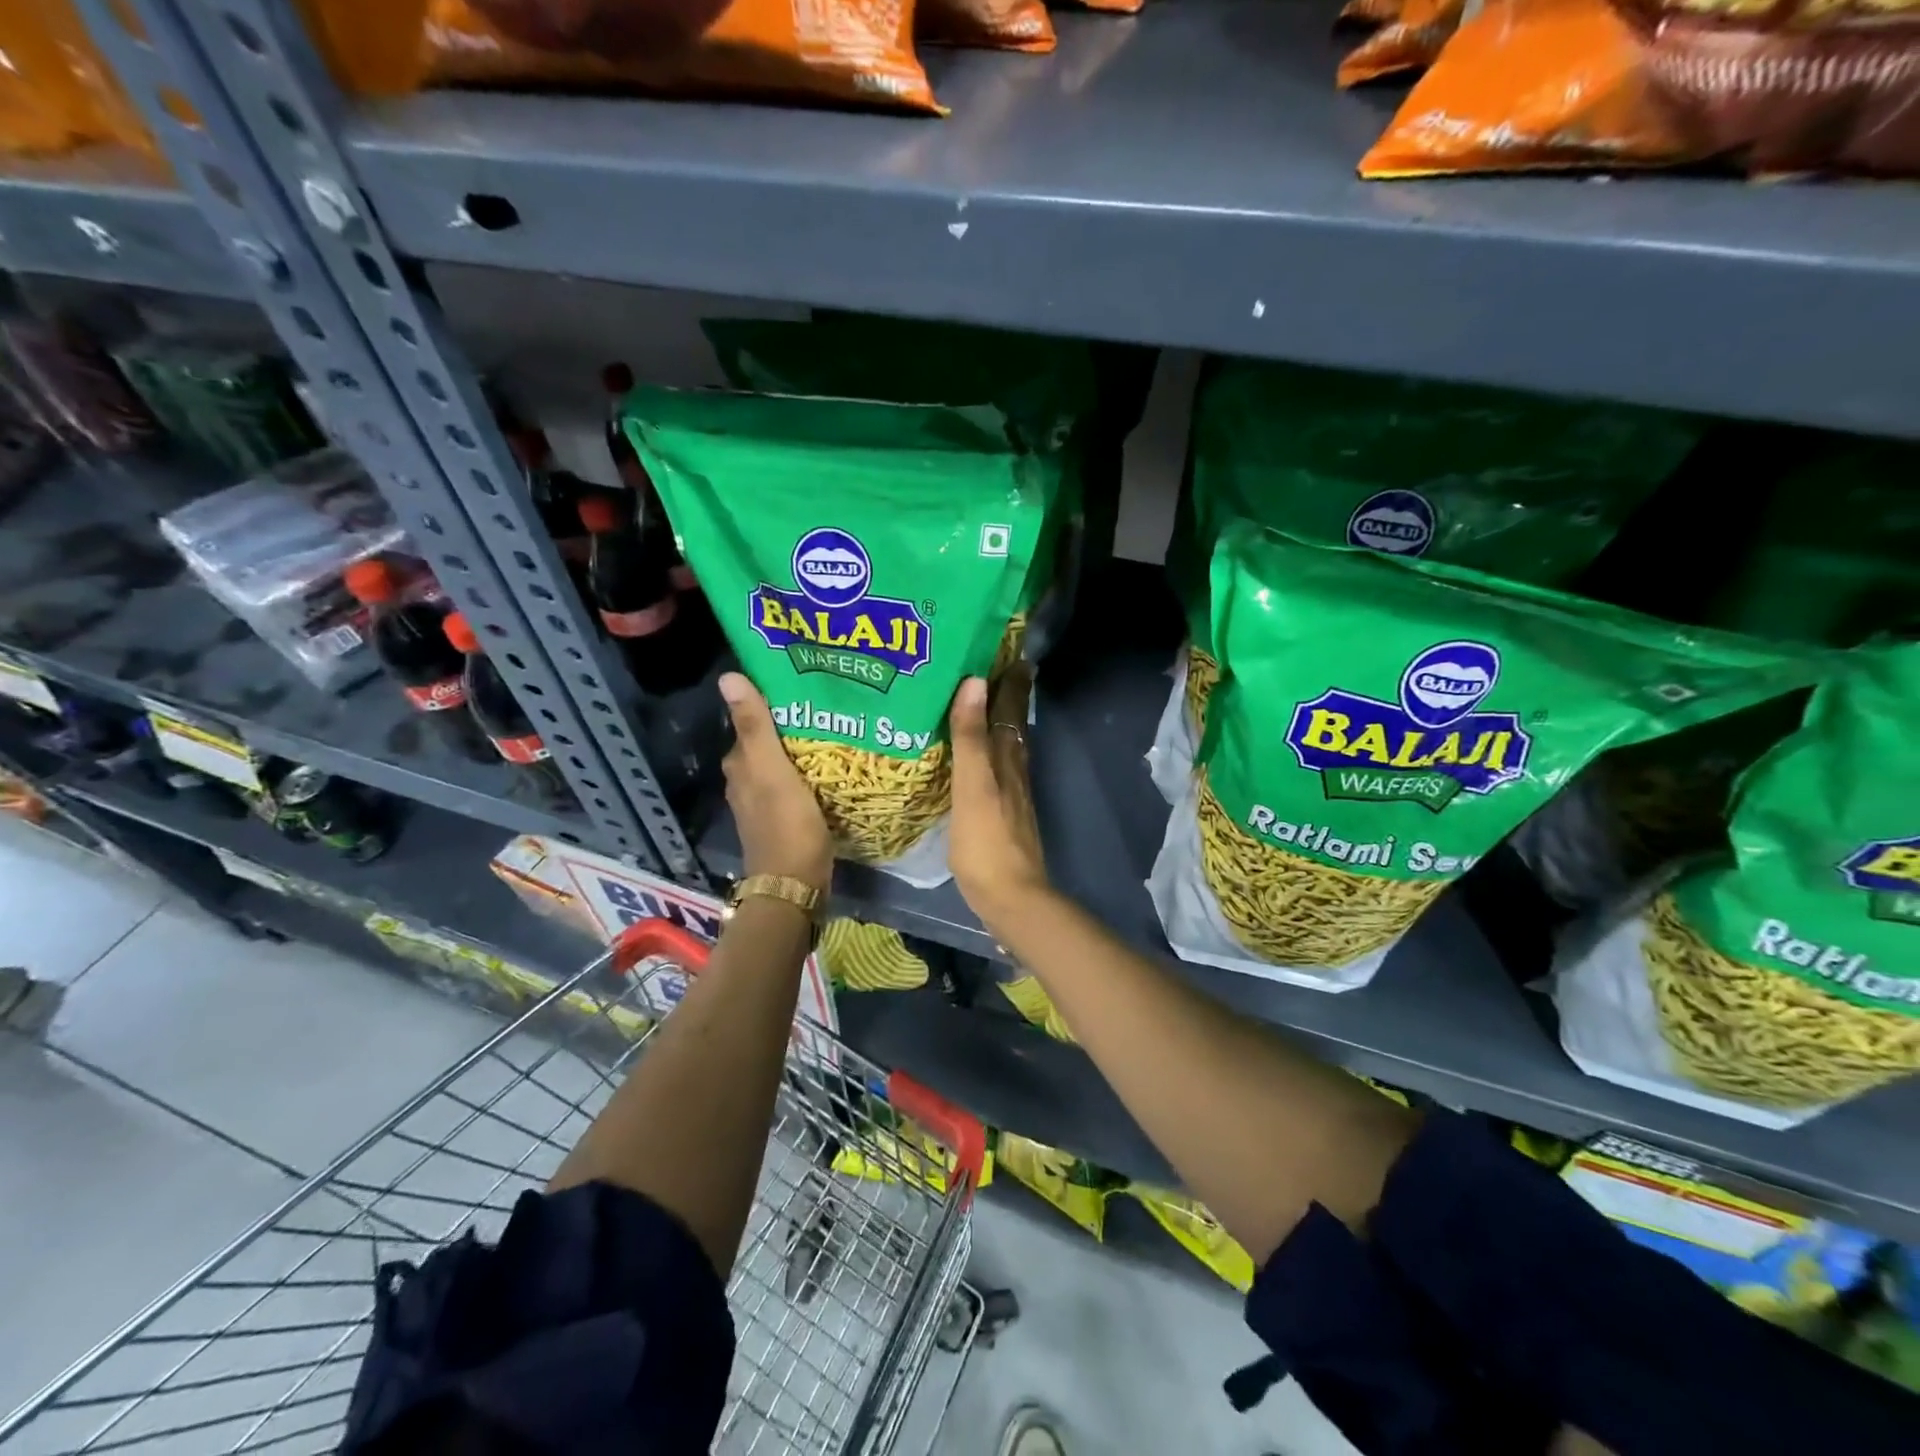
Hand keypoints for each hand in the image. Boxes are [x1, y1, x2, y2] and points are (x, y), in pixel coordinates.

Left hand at [719, 673, 831, 891]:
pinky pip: (796, 784)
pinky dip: (808, 773)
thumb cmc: (786, 824)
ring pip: (782, 764)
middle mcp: (746, 782)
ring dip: (801, 749)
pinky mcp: (784, 819)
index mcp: (740, 766)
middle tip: (827, 704)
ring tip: (835, 728)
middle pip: (768, 743)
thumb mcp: (772, 770)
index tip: (803, 684)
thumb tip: (727, 677)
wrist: (795, 885)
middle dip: (791, 725)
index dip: (773, 703)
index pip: (752, 722)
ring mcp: (764, 803)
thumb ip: (755, 726)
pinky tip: (831, 767)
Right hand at [948, 665, 1050, 928]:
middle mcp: (1014, 770)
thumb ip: (971, 737)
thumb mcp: (973, 785)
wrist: (1011, 896)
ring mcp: (1012, 794)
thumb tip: (975, 682)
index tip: (1012, 652)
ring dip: (1003, 722)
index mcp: (1007, 759)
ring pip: (1010, 746)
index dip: (1011, 682)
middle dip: (1008, 696)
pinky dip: (994, 751)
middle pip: (1014, 724)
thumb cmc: (986, 841)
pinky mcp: (1004, 815)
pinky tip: (983, 758)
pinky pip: (1000, 769)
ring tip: (989, 703)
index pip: (1011, 709)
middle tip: (999, 668)